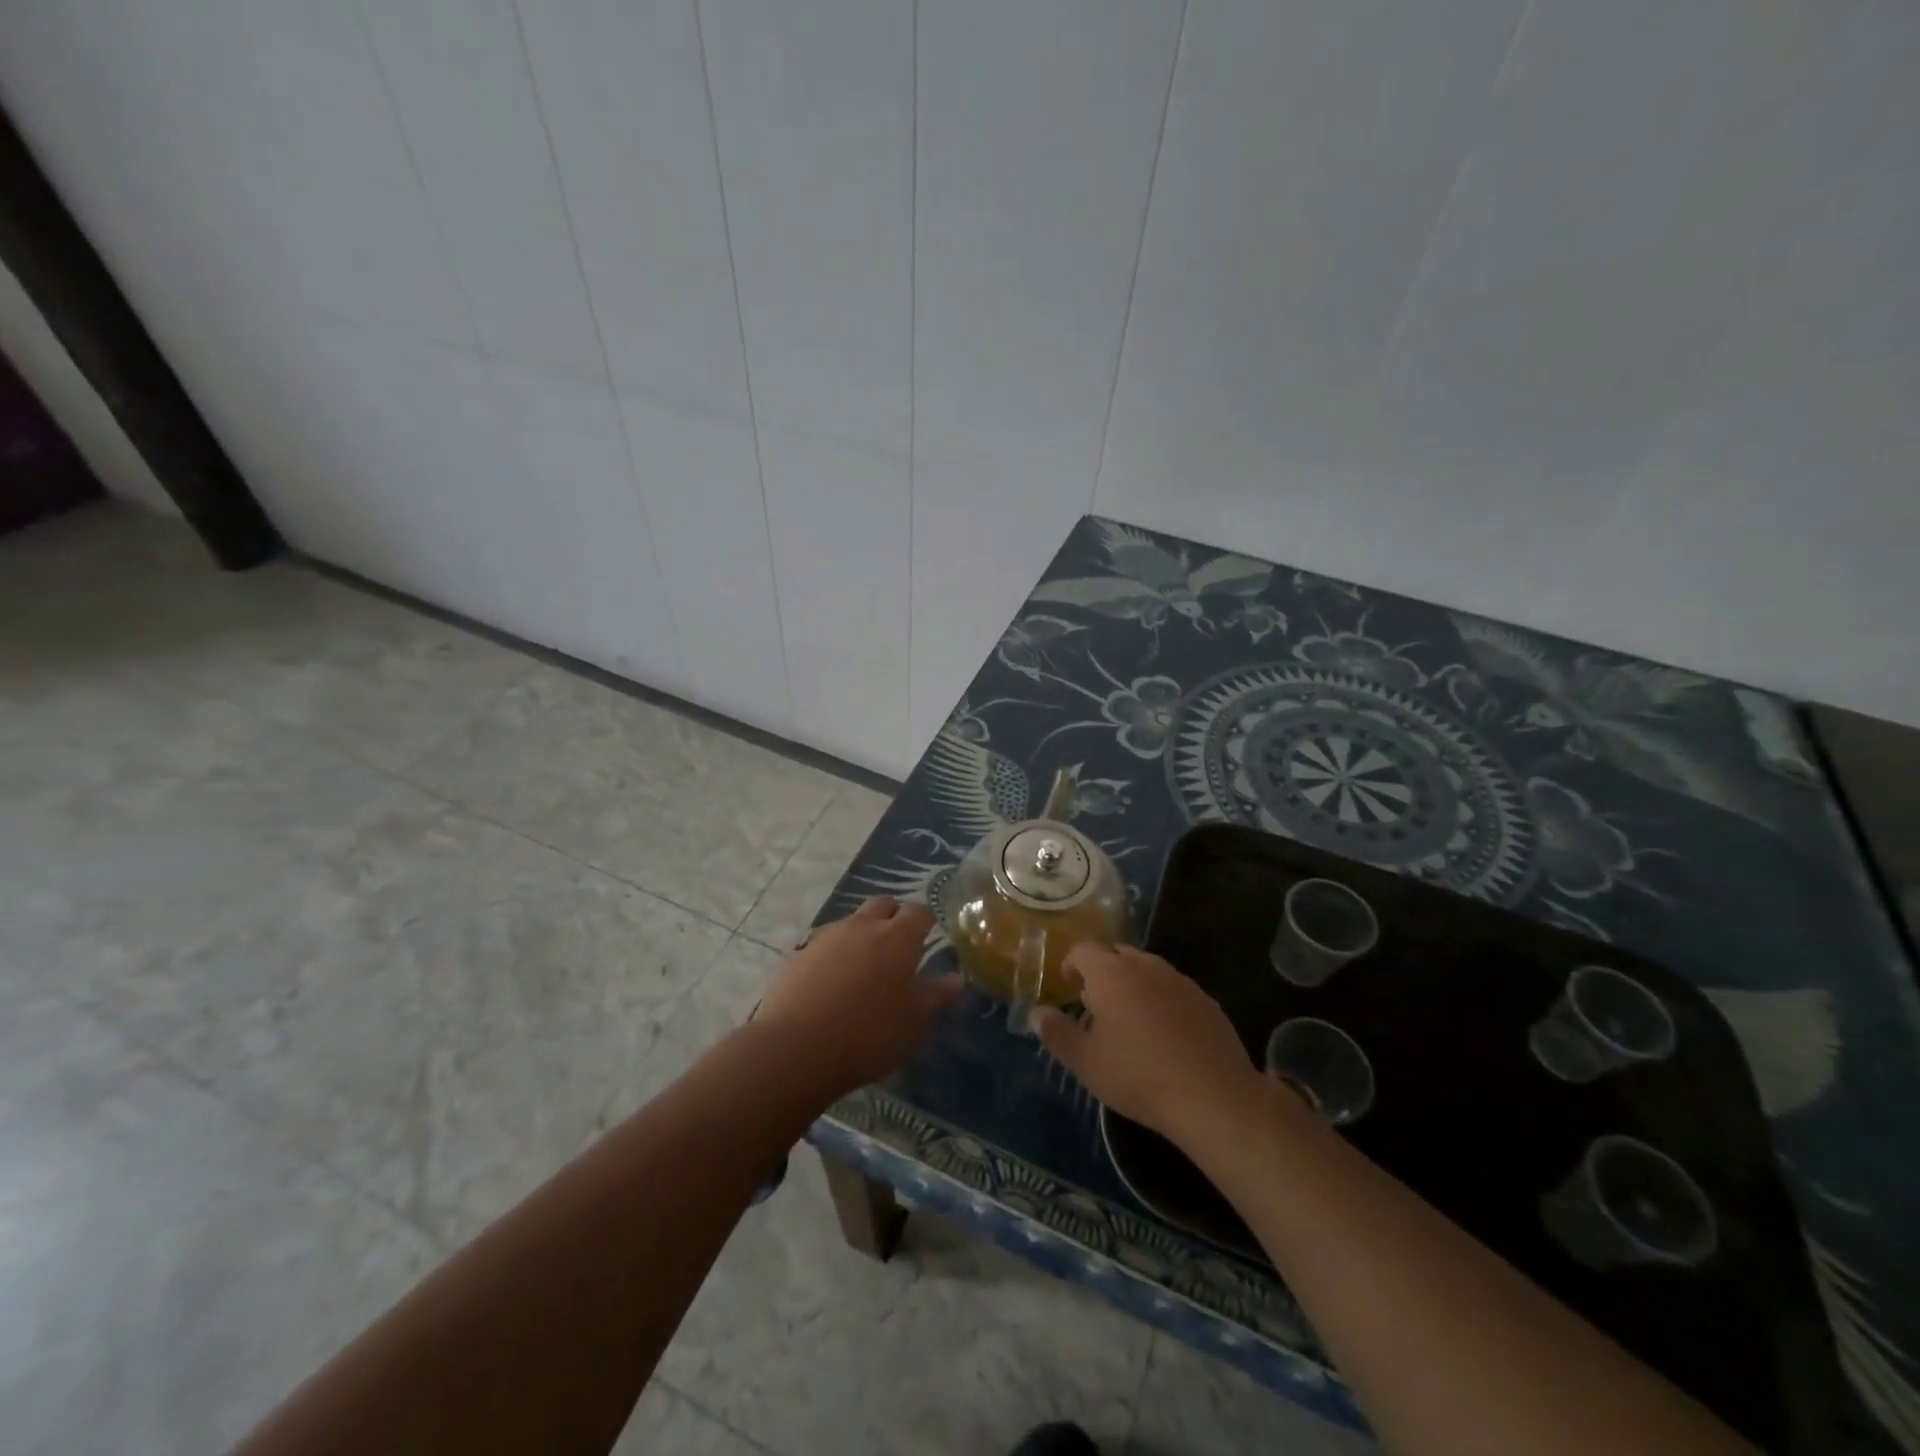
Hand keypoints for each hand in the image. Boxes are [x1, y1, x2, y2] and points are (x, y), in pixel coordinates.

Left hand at [753, 897, 962, 1098]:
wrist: (796, 1048)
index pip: (918, 912)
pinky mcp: (798, 954)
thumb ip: (937, 996)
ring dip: (862, 933)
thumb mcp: (914, 1022)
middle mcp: (862, 925)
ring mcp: (827, 936)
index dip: (926, 921)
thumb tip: (958, 979)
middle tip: (899, 944)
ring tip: (865, 965)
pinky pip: (825, 943)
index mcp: (897, 937)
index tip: (929, 935)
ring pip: (852, 921)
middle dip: (894, 916)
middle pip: (883, 904)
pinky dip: (834, 953)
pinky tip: (832, 981)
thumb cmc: (869, 1034)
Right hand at [1033, 944, 1263, 1147]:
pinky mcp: (1206, 1001)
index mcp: (1111, 974)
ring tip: (1129, 1018)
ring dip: (1134, 983)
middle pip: (1117, 955)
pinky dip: (1162, 1000)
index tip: (1067, 983)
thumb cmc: (1139, 1076)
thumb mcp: (1087, 1062)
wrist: (1213, 1097)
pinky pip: (1174, 988)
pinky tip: (1165, 1034)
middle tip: (1095, 1002)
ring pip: (1148, 969)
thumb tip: (1037, 1013)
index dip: (1071, 962)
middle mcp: (1146, 966)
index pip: (1084, 950)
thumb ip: (1057, 1033)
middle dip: (1103, 971)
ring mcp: (1180, 981)